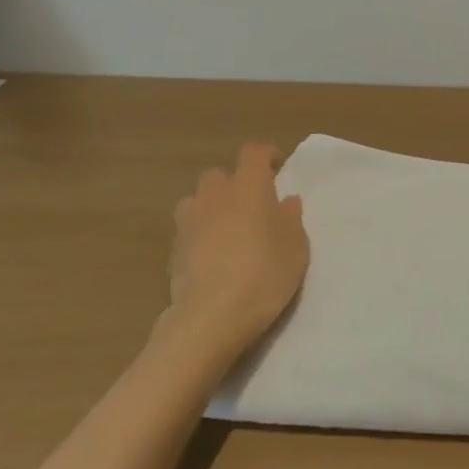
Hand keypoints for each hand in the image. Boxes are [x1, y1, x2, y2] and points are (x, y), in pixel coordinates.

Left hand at [160, 144, 309, 368]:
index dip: (267, 156)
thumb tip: (286, 201)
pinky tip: (212, 258)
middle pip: (219, 174)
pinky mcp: (173, 250)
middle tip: (252, 204)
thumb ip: (291, 218)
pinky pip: (188, 230)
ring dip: (211, 207)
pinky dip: (199, 235)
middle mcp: (215, 195)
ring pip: (197, 200)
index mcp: (249, 185)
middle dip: (234, 182)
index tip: (278, 169)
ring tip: (228, 229)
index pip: (254, 152)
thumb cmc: (265, 272)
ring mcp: (189, 222)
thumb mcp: (296, 245)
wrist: (212, 315)